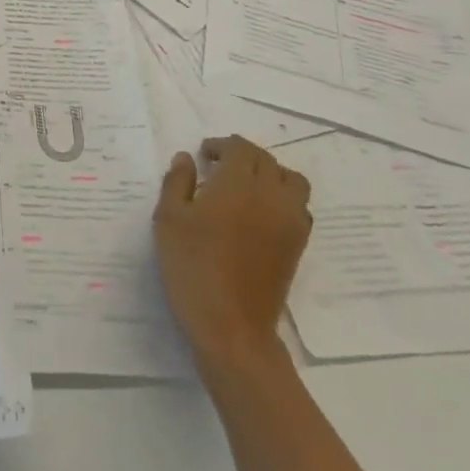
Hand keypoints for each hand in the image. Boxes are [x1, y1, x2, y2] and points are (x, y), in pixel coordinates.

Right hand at [153, 136, 311, 374]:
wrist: (232, 325)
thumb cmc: (193, 266)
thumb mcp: (169, 219)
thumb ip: (177, 182)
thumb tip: (186, 158)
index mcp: (238, 182)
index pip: (241, 148)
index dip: (222, 145)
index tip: (204, 154)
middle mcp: (270, 194)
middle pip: (266, 160)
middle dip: (243, 155)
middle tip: (219, 166)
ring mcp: (289, 220)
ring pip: (292, 180)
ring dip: (271, 173)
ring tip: (247, 185)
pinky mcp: (298, 245)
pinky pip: (300, 206)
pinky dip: (284, 198)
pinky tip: (262, 212)